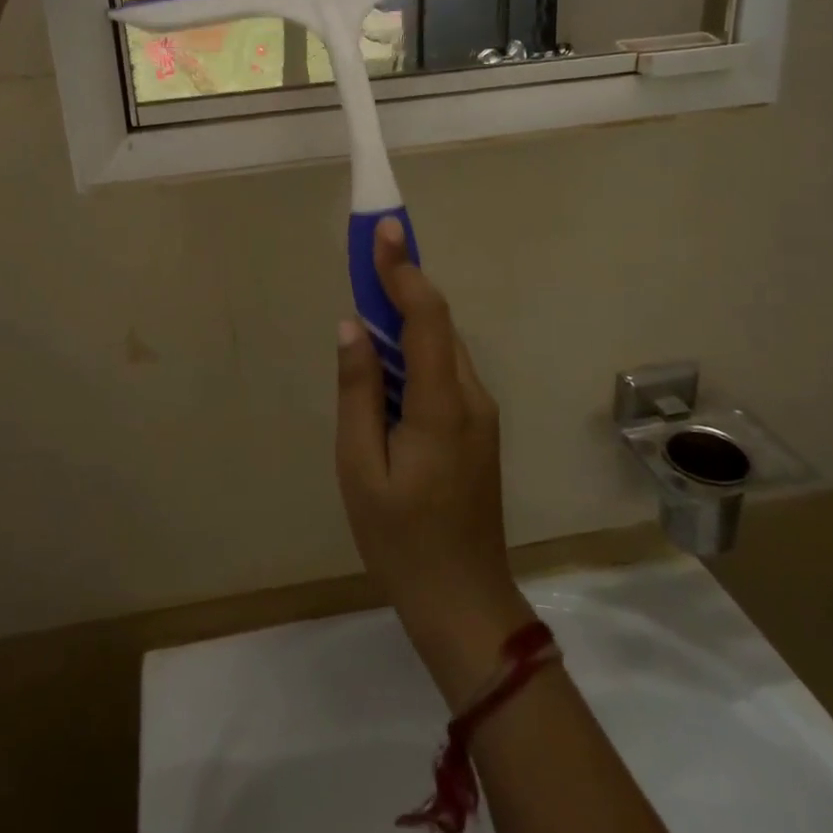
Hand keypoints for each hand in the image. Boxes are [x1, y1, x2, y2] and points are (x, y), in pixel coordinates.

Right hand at [336, 220, 534, 708]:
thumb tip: (352, 327)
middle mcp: (471, 397)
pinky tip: (388, 359)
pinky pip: (444, 371)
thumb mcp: (360, 468)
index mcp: (442, 405)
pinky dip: (416, 348)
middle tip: (366, 255)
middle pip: (438, 324)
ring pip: (442, 346)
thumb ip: (357, 392)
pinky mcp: (477, 428)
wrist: (464, 602)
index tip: (384, 230)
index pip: (426, 318)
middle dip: (403, 283)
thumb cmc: (401, 540)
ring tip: (369, 299)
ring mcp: (480, 413)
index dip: (404, 270)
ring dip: (408, 316)